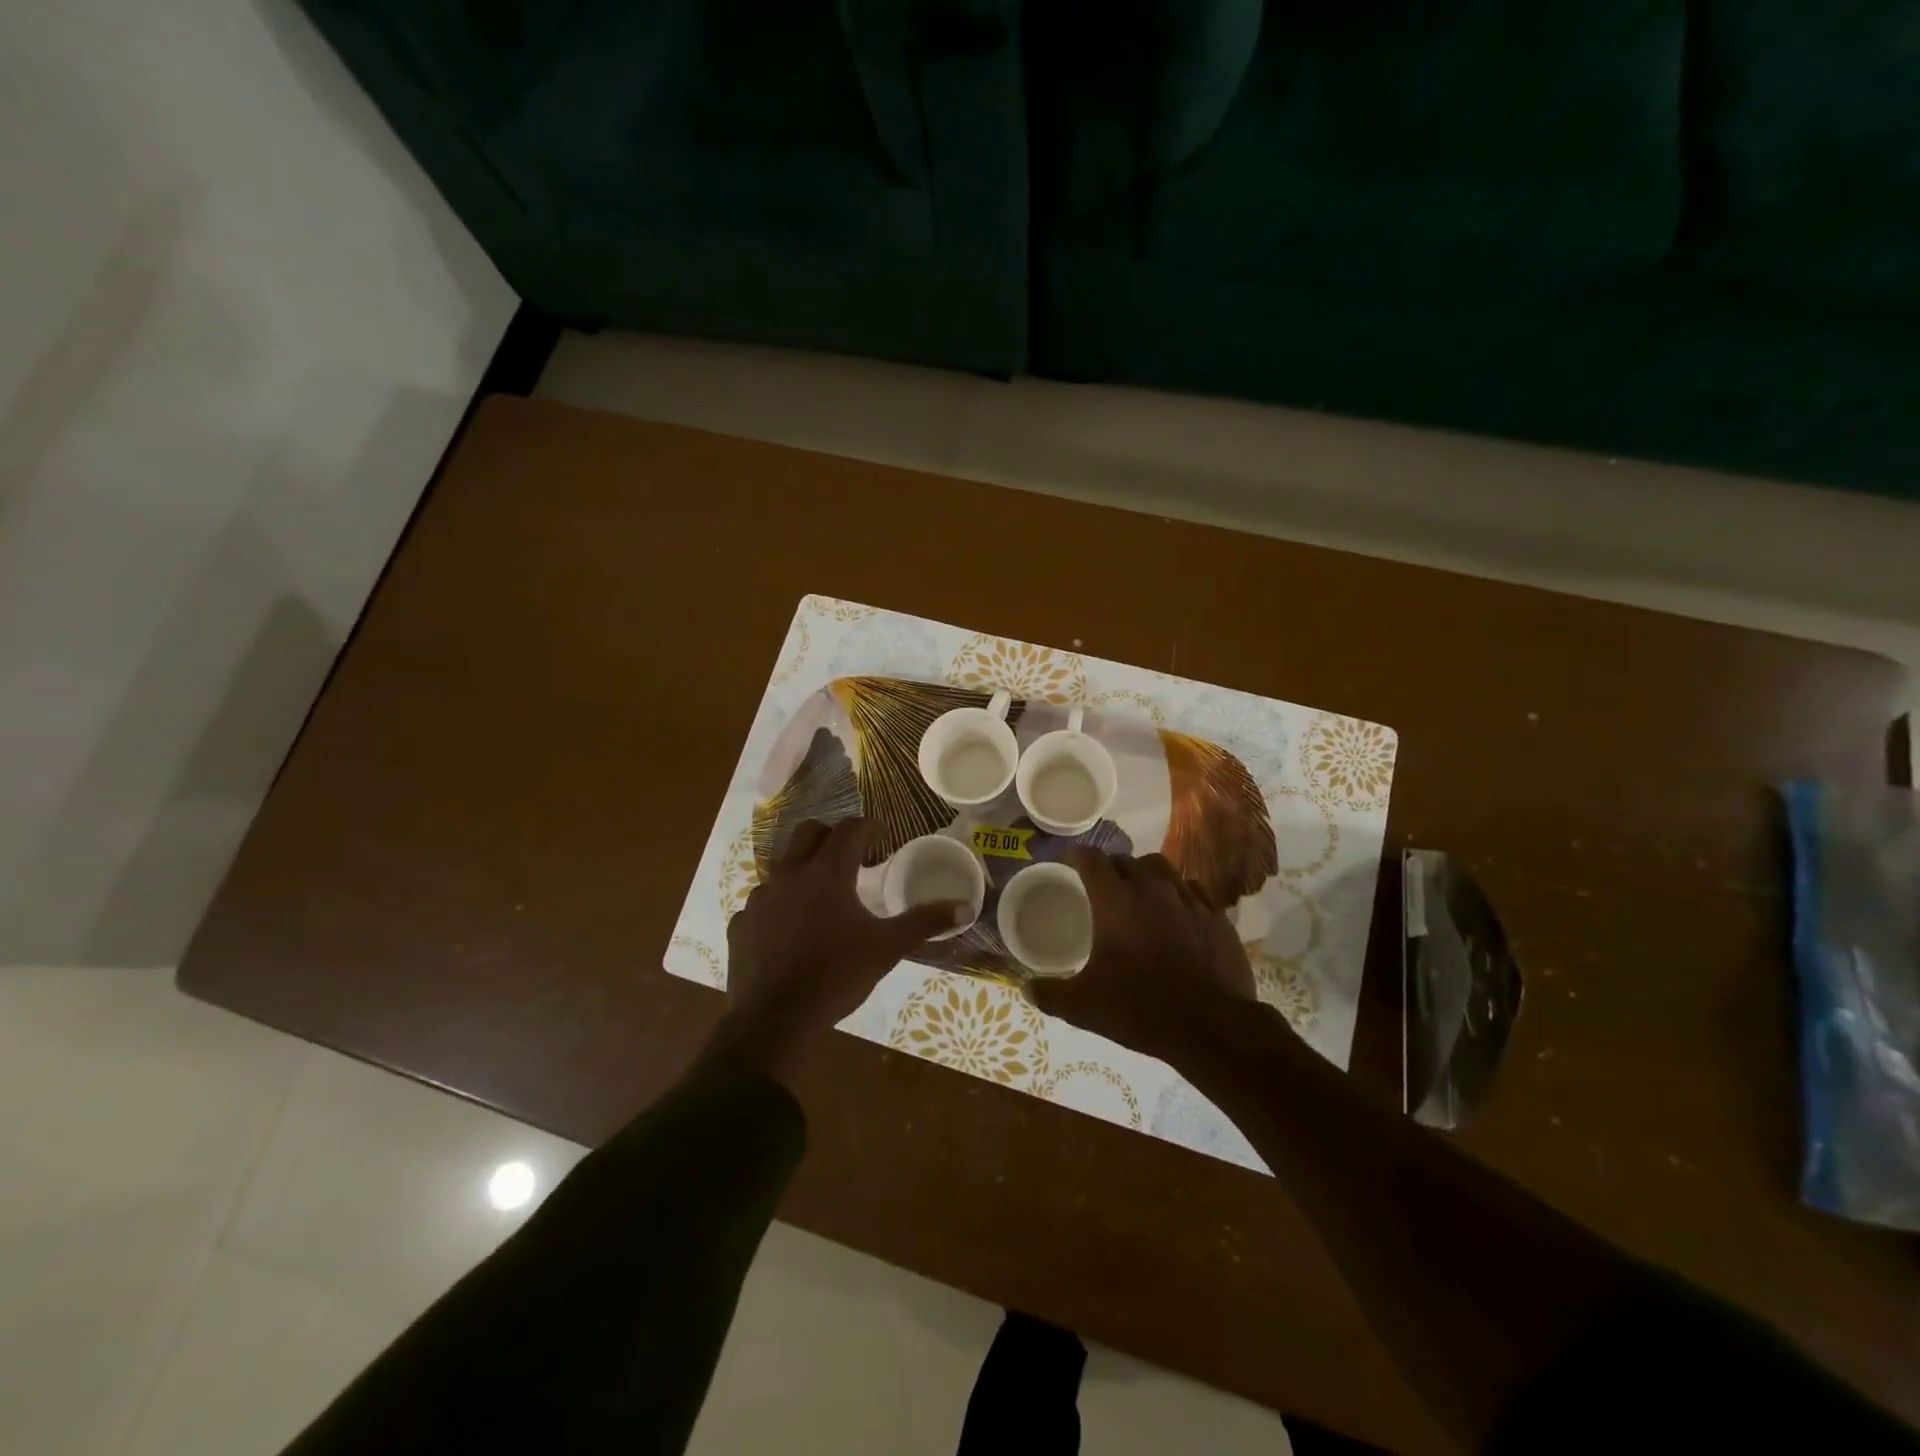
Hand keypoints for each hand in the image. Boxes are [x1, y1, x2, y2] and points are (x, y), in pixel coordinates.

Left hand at [715, 818, 965, 1078]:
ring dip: (804, 869)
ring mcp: (759, 898)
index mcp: (827, 873)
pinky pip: (763, 901)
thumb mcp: (887, 948)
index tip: (883, 836)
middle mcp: (789, 874)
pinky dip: (780, 905)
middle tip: (852, 858)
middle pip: (809, 832)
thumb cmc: (836, 975)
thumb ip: (924, 922)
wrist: (775, 1020)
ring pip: (782, 865)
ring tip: (822, 897)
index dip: (869, 827)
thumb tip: (964, 907)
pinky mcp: (741, 923)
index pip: (850, 829)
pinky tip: (791, 930)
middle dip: (832, 836)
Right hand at [1027, 850, 1258, 1067]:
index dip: (1077, 857)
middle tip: (1102, 887)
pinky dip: (1178, 894)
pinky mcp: (1215, 915)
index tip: (1070, 864)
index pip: (1091, 859)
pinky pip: (1192, 890)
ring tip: (1140, 894)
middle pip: (1126, 860)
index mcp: (1114, 901)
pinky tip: (1176, 914)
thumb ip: (1051, 994)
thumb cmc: (1140, 1009)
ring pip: (1161, 868)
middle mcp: (1151, 889)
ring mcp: (1187, 899)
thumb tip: (1026, 988)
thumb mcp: (1084, 1006)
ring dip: (1145, 875)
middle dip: (1110, 867)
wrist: (1211, 1027)